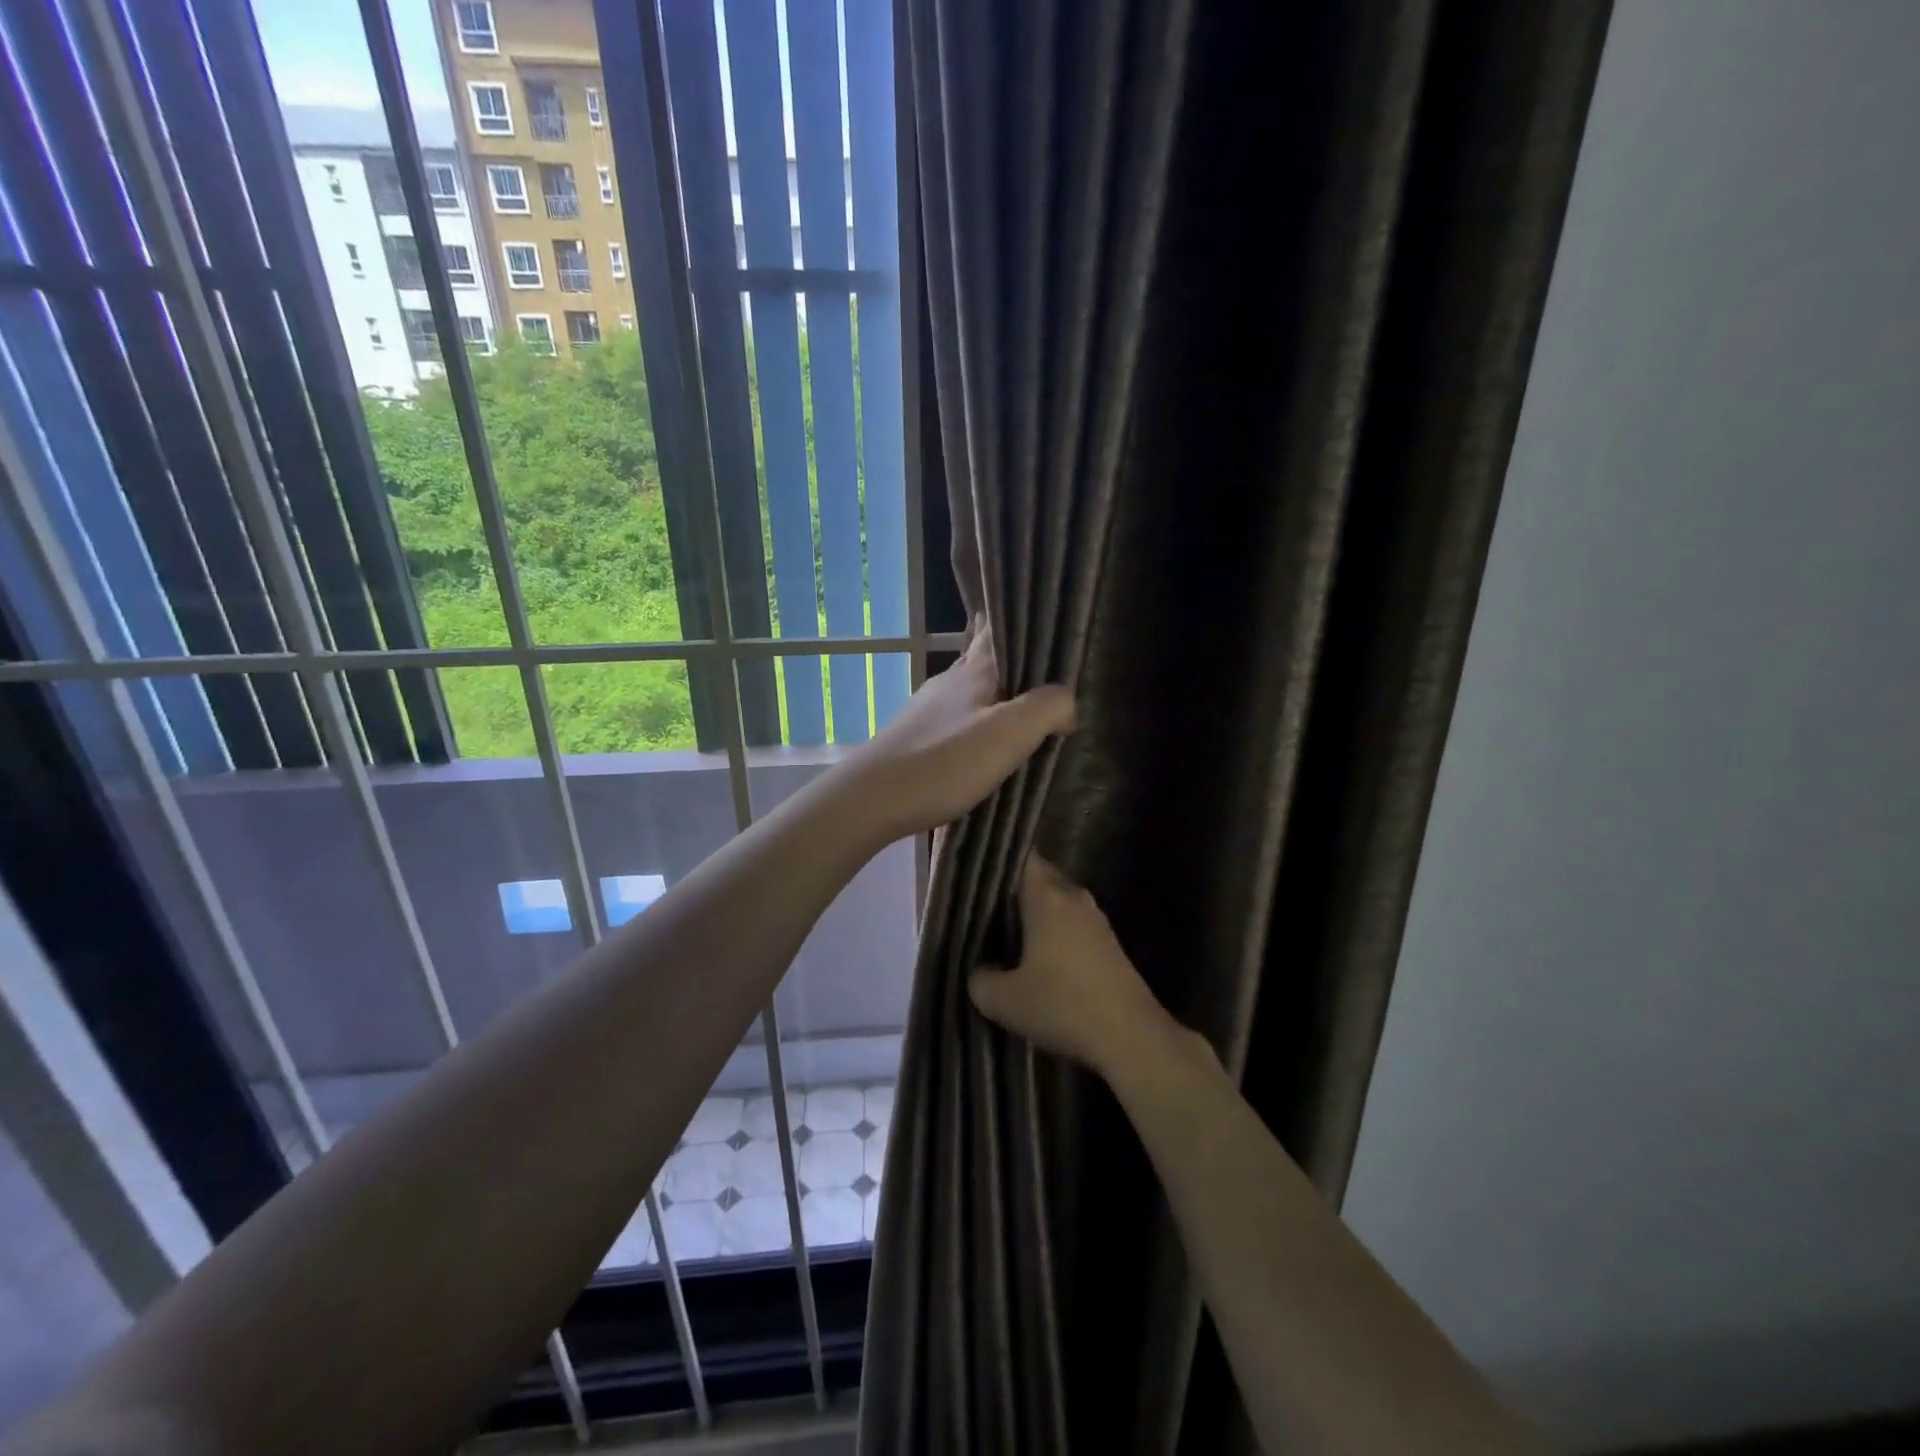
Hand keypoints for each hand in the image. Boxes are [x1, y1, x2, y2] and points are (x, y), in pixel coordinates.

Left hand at [848, 625, 1075, 840]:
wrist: (872, 798)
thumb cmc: (945, 762)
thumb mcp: (1009, 733)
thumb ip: (1047, 708)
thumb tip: (1069, 702)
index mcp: (976, 671)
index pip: (999, 630)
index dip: (1018, 619)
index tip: (1041, 613)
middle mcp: (951, 680)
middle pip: (984, 656)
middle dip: (1009, 652)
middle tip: (1040, 655)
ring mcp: (929, 708)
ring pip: (970, 686)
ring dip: (995, 686)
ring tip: (1021, 695)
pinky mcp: (917, 735)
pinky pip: (958, 715)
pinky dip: (977, 715)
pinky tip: (984, 732)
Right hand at [968, 855, 1180, 1079]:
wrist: (1131, 1036)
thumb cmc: (1062, 1006)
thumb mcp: (1003, 1001)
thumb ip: (979, 979)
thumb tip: (979, 970)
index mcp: (1047, 897)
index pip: (1022, 857)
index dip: (999, 860)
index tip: (976, 872)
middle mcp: (1073, 897)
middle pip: (1040, 878)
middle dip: (1013, 890)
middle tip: (983, 908)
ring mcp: (1096, 919)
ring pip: (1057, 902)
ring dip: (1035, 914)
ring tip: (1005, 934)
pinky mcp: (1109, 943)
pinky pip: (1072, 923)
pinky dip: (1053, 932)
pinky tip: (1037, 958)